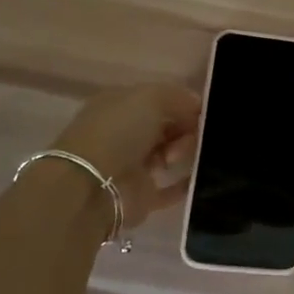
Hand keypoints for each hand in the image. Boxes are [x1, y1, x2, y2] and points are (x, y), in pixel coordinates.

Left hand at [50, 84, 200, 226]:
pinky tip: (201, 176)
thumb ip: (178, 97)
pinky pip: (172, 188)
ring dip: (184, 151)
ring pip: (172, 153)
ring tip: (176, 158)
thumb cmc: (118, 132)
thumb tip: (197, 107)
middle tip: (189, 136)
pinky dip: (187, 183)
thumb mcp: (151, 98)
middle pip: (168, 126)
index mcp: (120, 105)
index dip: (184, 104)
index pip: (160, 100)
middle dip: (185, 128)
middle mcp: (125, 133)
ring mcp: (132, 165)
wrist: (91, 187)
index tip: (202, 112)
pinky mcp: (142, 195)